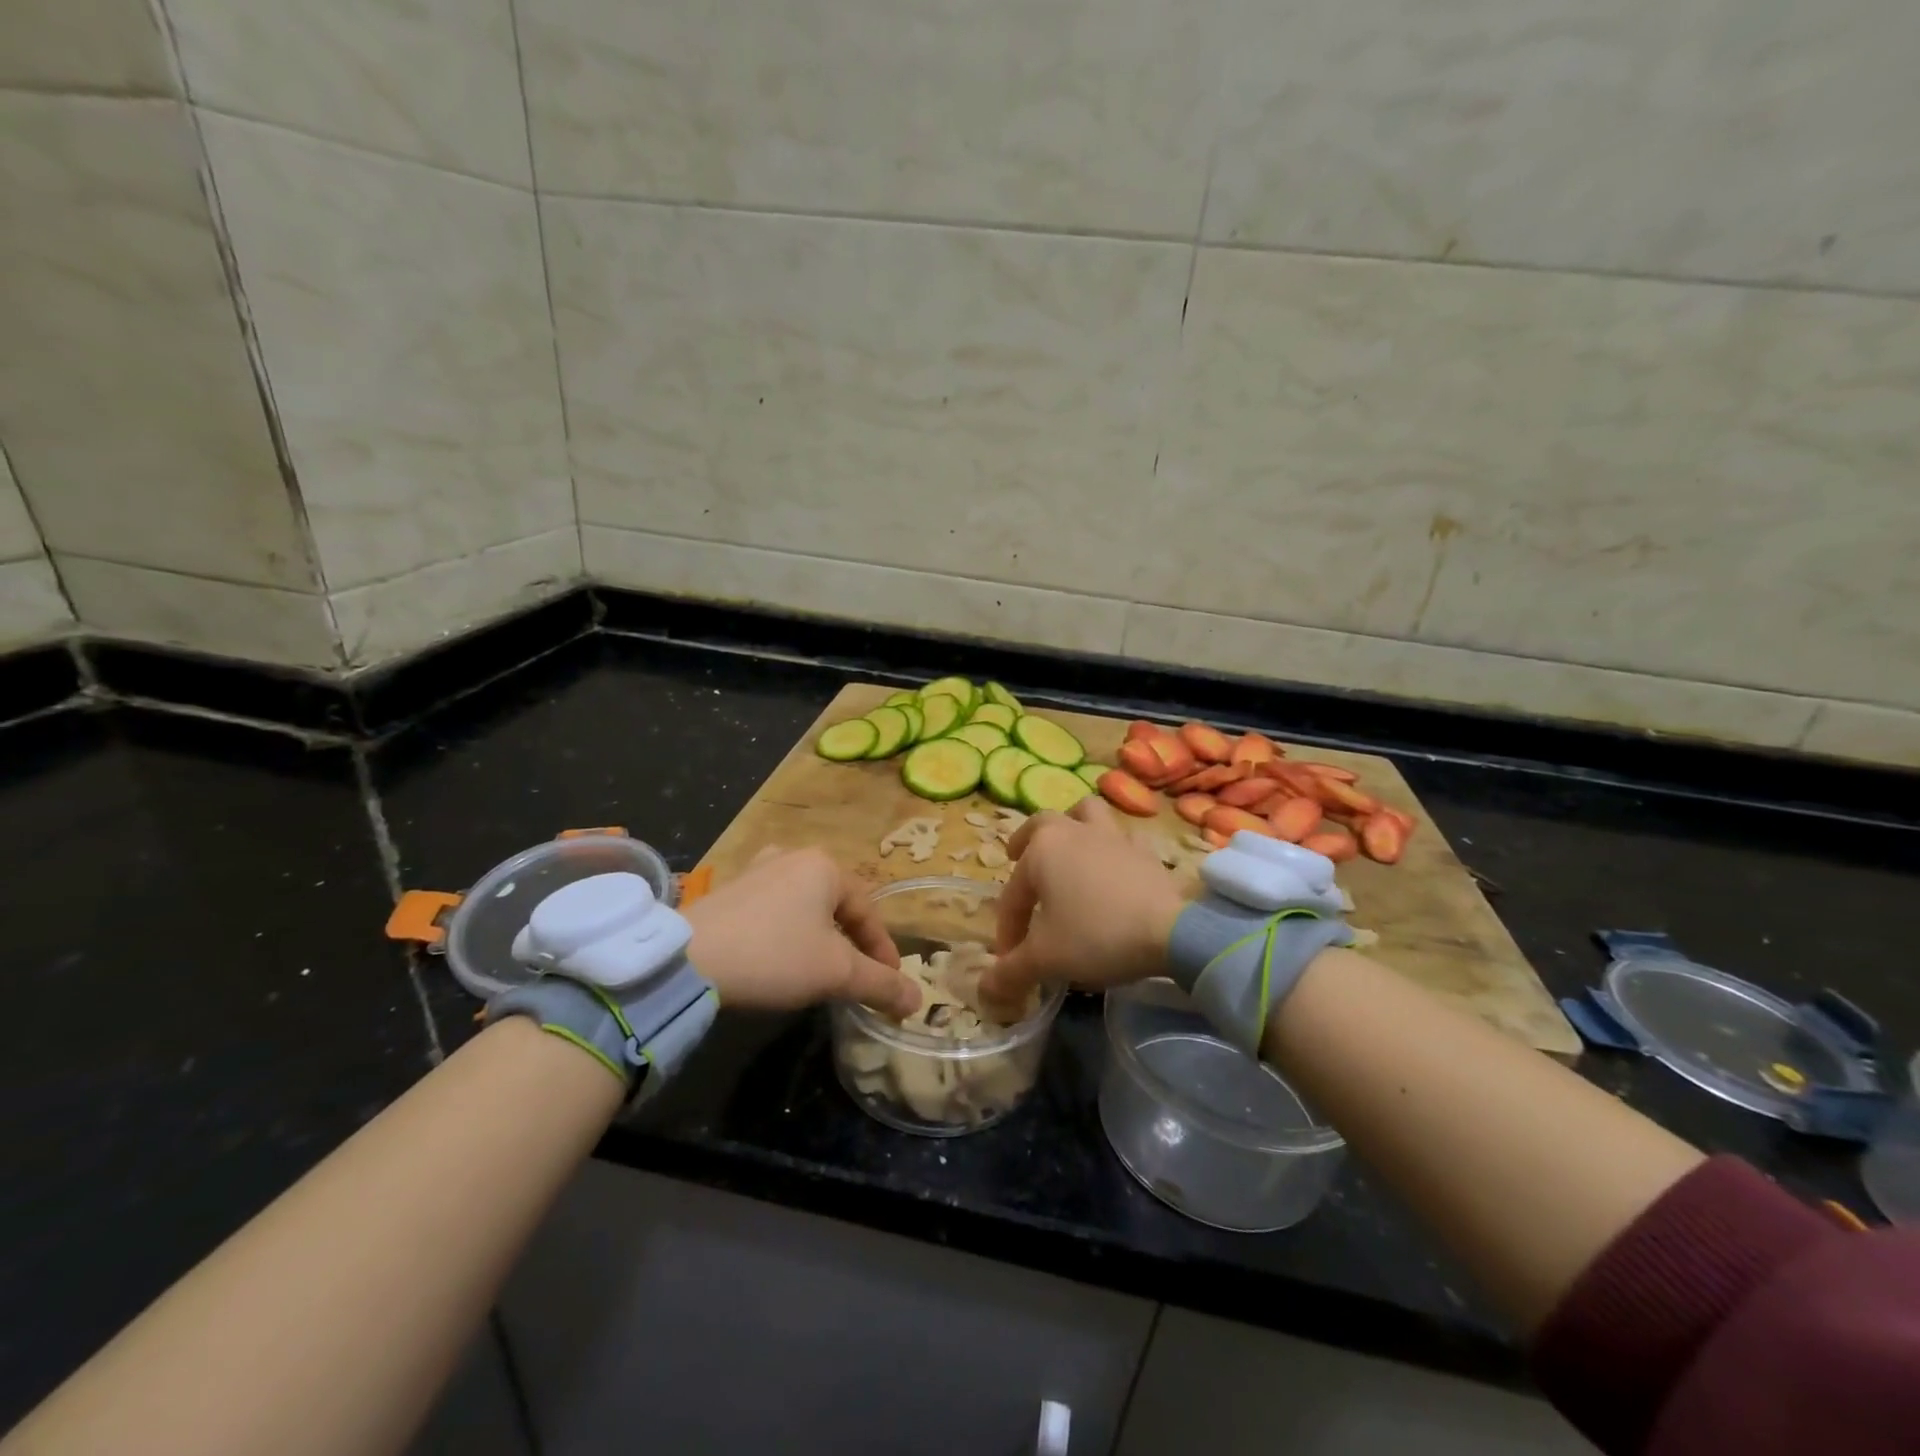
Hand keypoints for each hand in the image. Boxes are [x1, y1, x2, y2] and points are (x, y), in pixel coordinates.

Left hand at [684, 849, 919, 1018]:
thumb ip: (881, 984)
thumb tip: (917, 1001)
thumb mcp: (836, 973)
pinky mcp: (729, 889)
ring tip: (821, 969)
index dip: (883, 951)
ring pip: (805, 907)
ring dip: (819, 938)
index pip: (868, 912)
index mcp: (825, 866)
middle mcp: (793, 857)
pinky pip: (774, 910)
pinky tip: (779, 958)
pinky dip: (787, 933)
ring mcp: (757, 869)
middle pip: (837, 906)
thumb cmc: (774, 955)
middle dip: (851, 943)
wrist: (686, 959)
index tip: (890, 983)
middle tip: (858, 977)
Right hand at [979, 798, 1184, 1017]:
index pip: (1013, 893)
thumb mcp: (1047, 959)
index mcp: (1042, 850)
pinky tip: (1114, 867)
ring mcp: (1113, 836)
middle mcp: (1074, 831)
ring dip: (1073, 825)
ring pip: (1086, 814)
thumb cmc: (1097, 935)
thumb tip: (985, 989)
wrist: (1171, 931)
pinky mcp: (1145, 850)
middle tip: (1017, 856)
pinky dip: (1114, 847)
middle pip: (1043, 824)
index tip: (1011, 961)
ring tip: (1068, 847)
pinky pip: (1123, 838)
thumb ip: (1012, 971)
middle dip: (1025, 841)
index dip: (1008, 928)